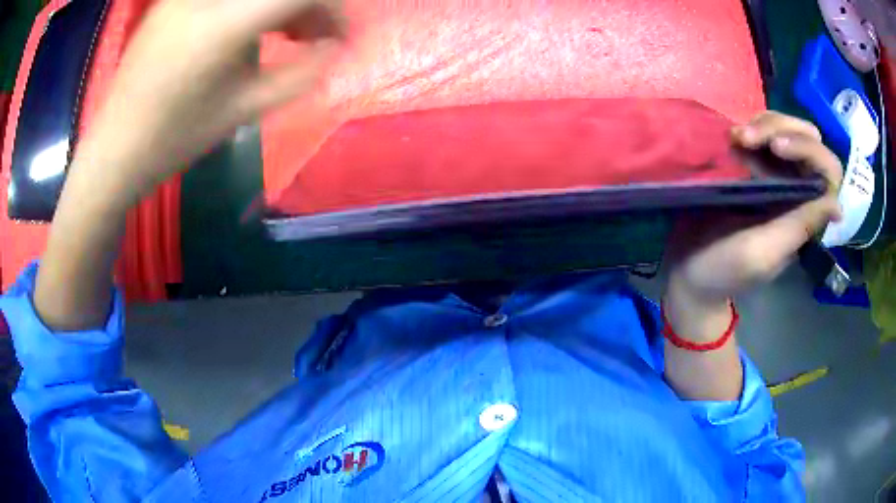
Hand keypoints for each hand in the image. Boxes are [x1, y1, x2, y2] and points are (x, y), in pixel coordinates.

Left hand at [75, 0, 345, 205]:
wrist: (114, 148)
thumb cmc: (174, 138)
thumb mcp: (243, 110)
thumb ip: (301, 73)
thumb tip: (337, 47)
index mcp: (223, 24)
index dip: (335, 9)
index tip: (342, 37)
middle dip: (311, 6)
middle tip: (316, 36)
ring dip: (283, 5)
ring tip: (289, 33)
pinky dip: (253, 6)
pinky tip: (255, 27)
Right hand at [665, 112, 842, 325]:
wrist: (689, 267)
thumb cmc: (724, 268)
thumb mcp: (763, 252)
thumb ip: (800, 228)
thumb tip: (838, 206)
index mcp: (805, 215)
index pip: (827, 173)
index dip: (808, 150)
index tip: (775, 148)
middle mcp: (797, 191)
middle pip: (809, 140)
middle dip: (782, 129)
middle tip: (747, 137)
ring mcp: (776, 175)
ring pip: (788, 129)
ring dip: (765, 124)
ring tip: (735, 137)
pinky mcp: (754, 165)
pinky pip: (765, 131)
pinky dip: (752, 125)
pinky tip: (733, 137)